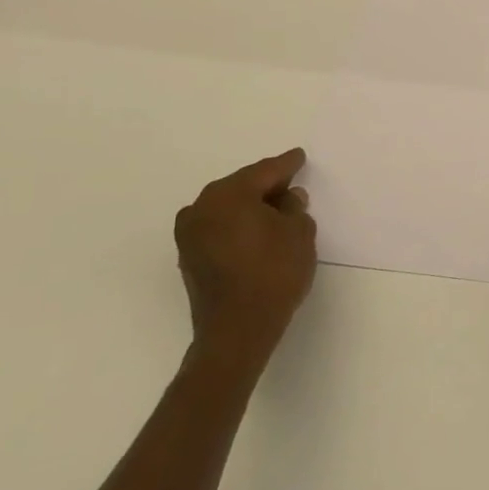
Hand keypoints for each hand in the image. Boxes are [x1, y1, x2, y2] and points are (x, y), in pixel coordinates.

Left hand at [174, 149, 316, 376]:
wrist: (237, 331)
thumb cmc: (273, 273)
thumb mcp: (299, 233)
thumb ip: (295, 208)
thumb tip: (287, 198)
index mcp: (229, 194)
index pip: (265, 171)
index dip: (287, 164)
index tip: (299, 157)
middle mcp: (202, 207)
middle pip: (242, 187)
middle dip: (266, 185)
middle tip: (290, 185)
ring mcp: (190, 234)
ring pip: (227, 208)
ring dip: (250, 207)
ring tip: (276, 211)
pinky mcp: (189, 258)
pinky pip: (219, 228)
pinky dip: (237, 226)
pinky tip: (256, 233)